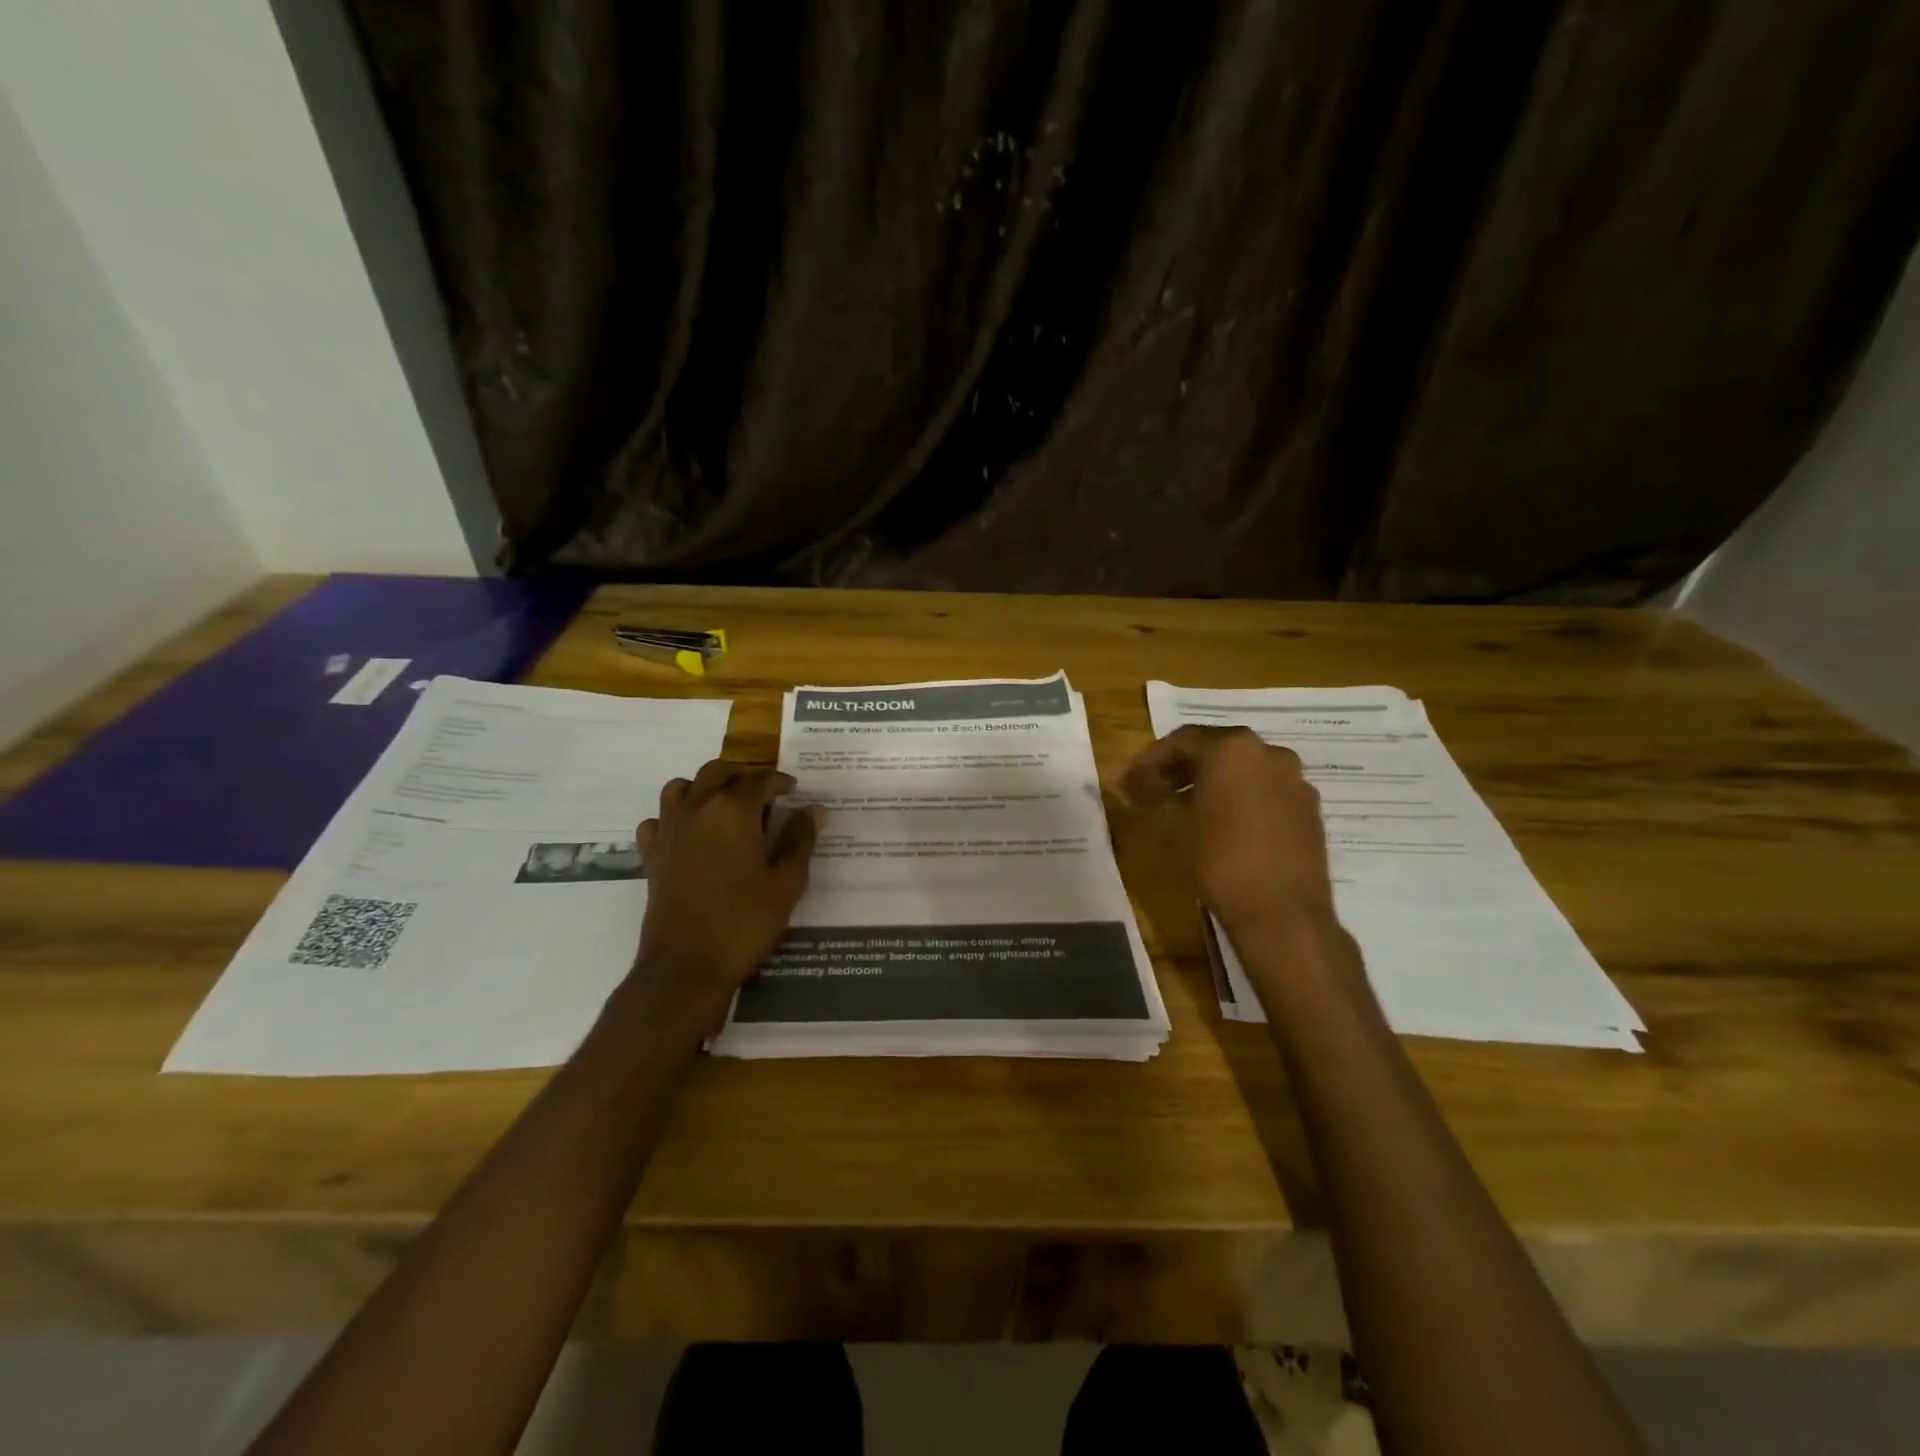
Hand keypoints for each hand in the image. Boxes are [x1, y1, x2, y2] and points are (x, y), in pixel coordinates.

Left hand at [629, 760, 821, 1037]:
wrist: (685, 967)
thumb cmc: (744, 922)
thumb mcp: (786, 882)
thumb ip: (800, 840)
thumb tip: (812, 810)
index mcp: (732, 811)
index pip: (760, 781)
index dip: (780, 782)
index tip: (794, 791)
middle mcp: (696, 809)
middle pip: (717, 772)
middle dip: (743, 777)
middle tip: (764, 796)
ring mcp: (668, 831)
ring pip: (681, 787)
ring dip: (704, 788)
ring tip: (725, 808)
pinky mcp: (651, 856)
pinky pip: (657, 821)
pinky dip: (673, 818)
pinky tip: (690, 836)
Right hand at [1116, 725, 1335, 938]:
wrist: (1283, 914)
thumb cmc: (1219, 859)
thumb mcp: (1172, 823)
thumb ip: (1148, 792)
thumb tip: (1125, 779)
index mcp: (1234, 747)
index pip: (1182, 739)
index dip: (1149, 759)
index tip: (1128, 781)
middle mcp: (1270, 752)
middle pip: (1215, 751)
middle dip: (1180, 769)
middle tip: (1152, 791)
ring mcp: (1295, 781)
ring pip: (1243, 772)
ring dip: (1210, 784)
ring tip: (1184, 810)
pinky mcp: (1309, 810)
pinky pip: (1265, 793)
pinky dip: (1239, 800)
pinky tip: (1222, 827)